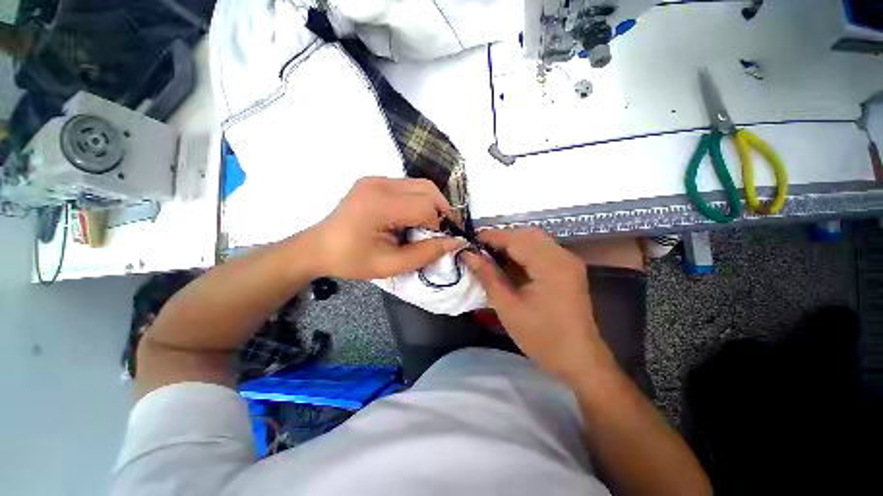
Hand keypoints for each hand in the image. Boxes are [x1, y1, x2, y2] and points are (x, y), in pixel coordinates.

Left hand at [306, 177, 464, 279]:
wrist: (319, 247)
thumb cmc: (352, 260)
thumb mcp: (390, 265)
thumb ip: (425, 254)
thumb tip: (455, 242)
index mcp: (379, 205)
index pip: (425, 206)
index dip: (436, 226)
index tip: (430, 242)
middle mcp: (379, 184)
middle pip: (428, 189)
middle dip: (438, 212)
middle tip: (431, 233)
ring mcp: (376, 179)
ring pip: (421, 185)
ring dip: (429, 205)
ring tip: (421, 226)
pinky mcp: (375, 180)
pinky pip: (409, 186)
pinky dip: (417, 201)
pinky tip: (408, 217)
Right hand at [462, 229, 604, 383]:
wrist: (580, 360)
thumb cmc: (542, 337)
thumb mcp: (508, 307)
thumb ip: (488, 276)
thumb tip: (468, 255)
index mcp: (550, 266)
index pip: (516, 239)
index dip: (491, 237)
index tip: (470, 241)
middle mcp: (563, 256)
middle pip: (527, 234)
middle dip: (501, 238)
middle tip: (480, 250)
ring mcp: (568, 261)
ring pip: (535, 240)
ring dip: (512, 244)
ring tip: (491, 256)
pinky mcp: (568, 268)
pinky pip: (542, 250)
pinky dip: (523, 252)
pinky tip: (510, 263)